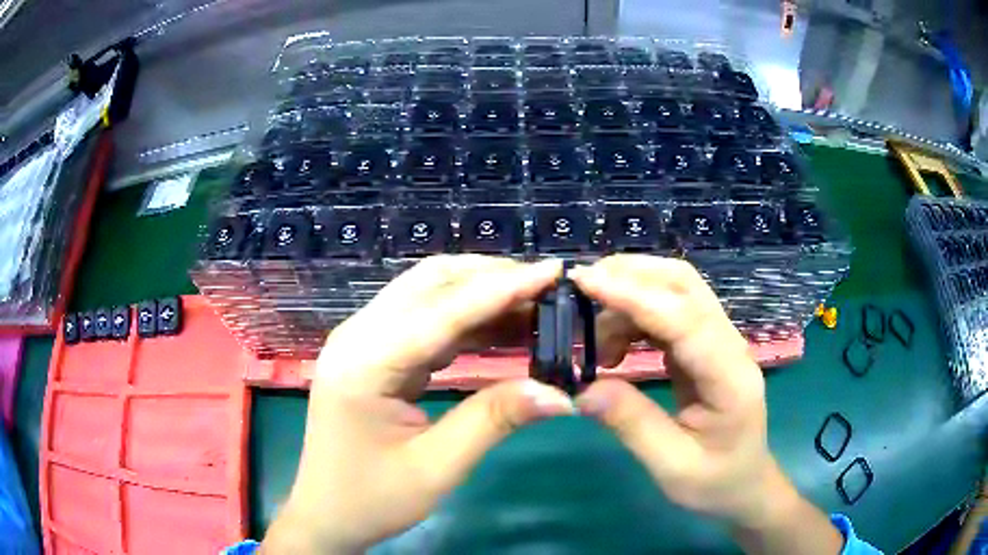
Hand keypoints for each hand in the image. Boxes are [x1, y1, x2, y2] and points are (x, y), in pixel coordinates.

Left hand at [261, 255, 573, 554]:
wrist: (326, 514)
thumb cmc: (372, 499)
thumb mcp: (437, 468)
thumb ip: (494, 420)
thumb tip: (560, 393)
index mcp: (364, 363)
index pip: (442, 311)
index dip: (502, 288)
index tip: (553, 271)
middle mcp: (358, 336)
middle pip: (430, 283)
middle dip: (492, 278)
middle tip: (548, 288)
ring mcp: (362, 340)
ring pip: (428, 293)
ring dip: (481, 293)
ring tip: (535, 303)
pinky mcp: (373, 352)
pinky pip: (425, 319)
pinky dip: (466, 317)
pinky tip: (501, 326)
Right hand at [570, 255, 841, 553]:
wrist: (744, 484)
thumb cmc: (715, 482)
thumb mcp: (671, 466)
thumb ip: (631, 424)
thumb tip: (580, 389)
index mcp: (730, 376)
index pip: (684, 318)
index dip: (634, 295)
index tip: (584, 281)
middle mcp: (729, 345)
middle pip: (684, 284)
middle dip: (631, 274)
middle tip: (579, 291)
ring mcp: (719, 342)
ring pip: (675, 291)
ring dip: (629, 296)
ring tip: (592, 338)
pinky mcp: (704, 347)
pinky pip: (668, 314)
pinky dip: (635, 315)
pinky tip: (612, 344)